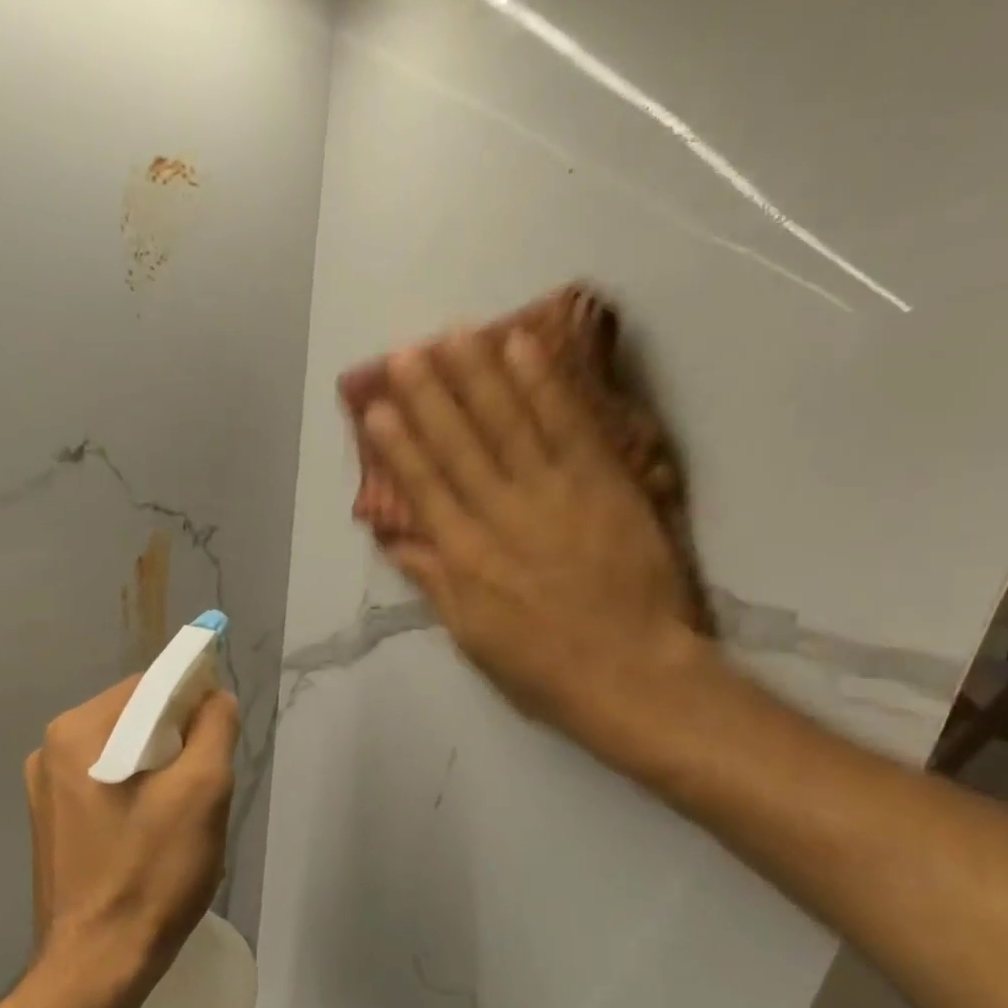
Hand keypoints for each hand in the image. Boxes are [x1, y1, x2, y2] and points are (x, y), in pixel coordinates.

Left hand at [24, 678, 238, 983]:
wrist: (97, 965)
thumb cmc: (152, 873)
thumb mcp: (203, 790)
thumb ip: (214, 726)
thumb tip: (213, 695)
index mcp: (76, 731)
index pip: (149, 685)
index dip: (193, 701)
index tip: (219, 740)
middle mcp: (50, 750)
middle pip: (134, 718)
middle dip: (178, 742)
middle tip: (205, 786)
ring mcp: (45, 790)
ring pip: (124, 754)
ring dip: (162, 770)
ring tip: (183, 816)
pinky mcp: (52, 823)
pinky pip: (107, 785)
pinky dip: (139, 794)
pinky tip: (154, 834)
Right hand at [358, 327, 712, 750]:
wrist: (631, 673)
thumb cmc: (542, 667)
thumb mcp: (472, 636)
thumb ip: (435, 582)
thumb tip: (398, 539)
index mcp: (466, 557)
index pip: (424, 488)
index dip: (398, 446)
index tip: (377, 408)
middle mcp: (501, 515)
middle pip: (459, 444)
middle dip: (429, 395)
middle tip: (406, 351)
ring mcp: (554, 493)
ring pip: (509, 422)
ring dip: (478, 375)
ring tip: (454, 334)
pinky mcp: (603, 483)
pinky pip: (569, 424)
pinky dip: (545, 383)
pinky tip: (523, 347)